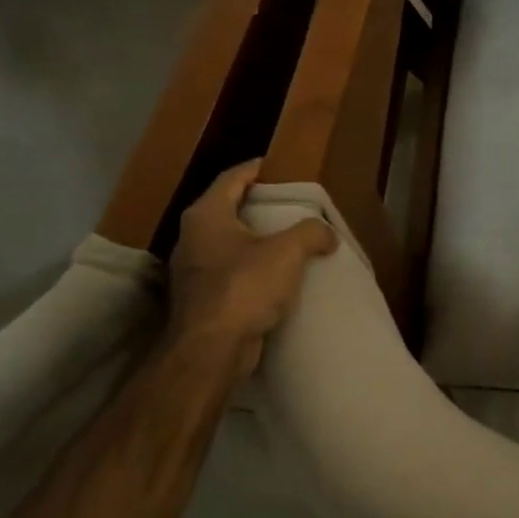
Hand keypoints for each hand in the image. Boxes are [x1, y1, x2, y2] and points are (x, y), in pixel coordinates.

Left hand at [167, 160, 336, 373]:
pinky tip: (273, 274)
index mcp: (207, 216)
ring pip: (225, 242)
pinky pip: (228, 270)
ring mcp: (191, 271)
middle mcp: (191, 238)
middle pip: (225, 208)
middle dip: (254, 204)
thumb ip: (312, 232)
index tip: (275, 166)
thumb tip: (327, 234)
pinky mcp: (199, 299)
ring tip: (284, 238)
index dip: (254, 169)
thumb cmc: (245, 288)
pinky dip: (249, 265)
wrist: (211, 351)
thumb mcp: (289, 251)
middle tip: (286, 202)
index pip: (231, 179)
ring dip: (252, 238)